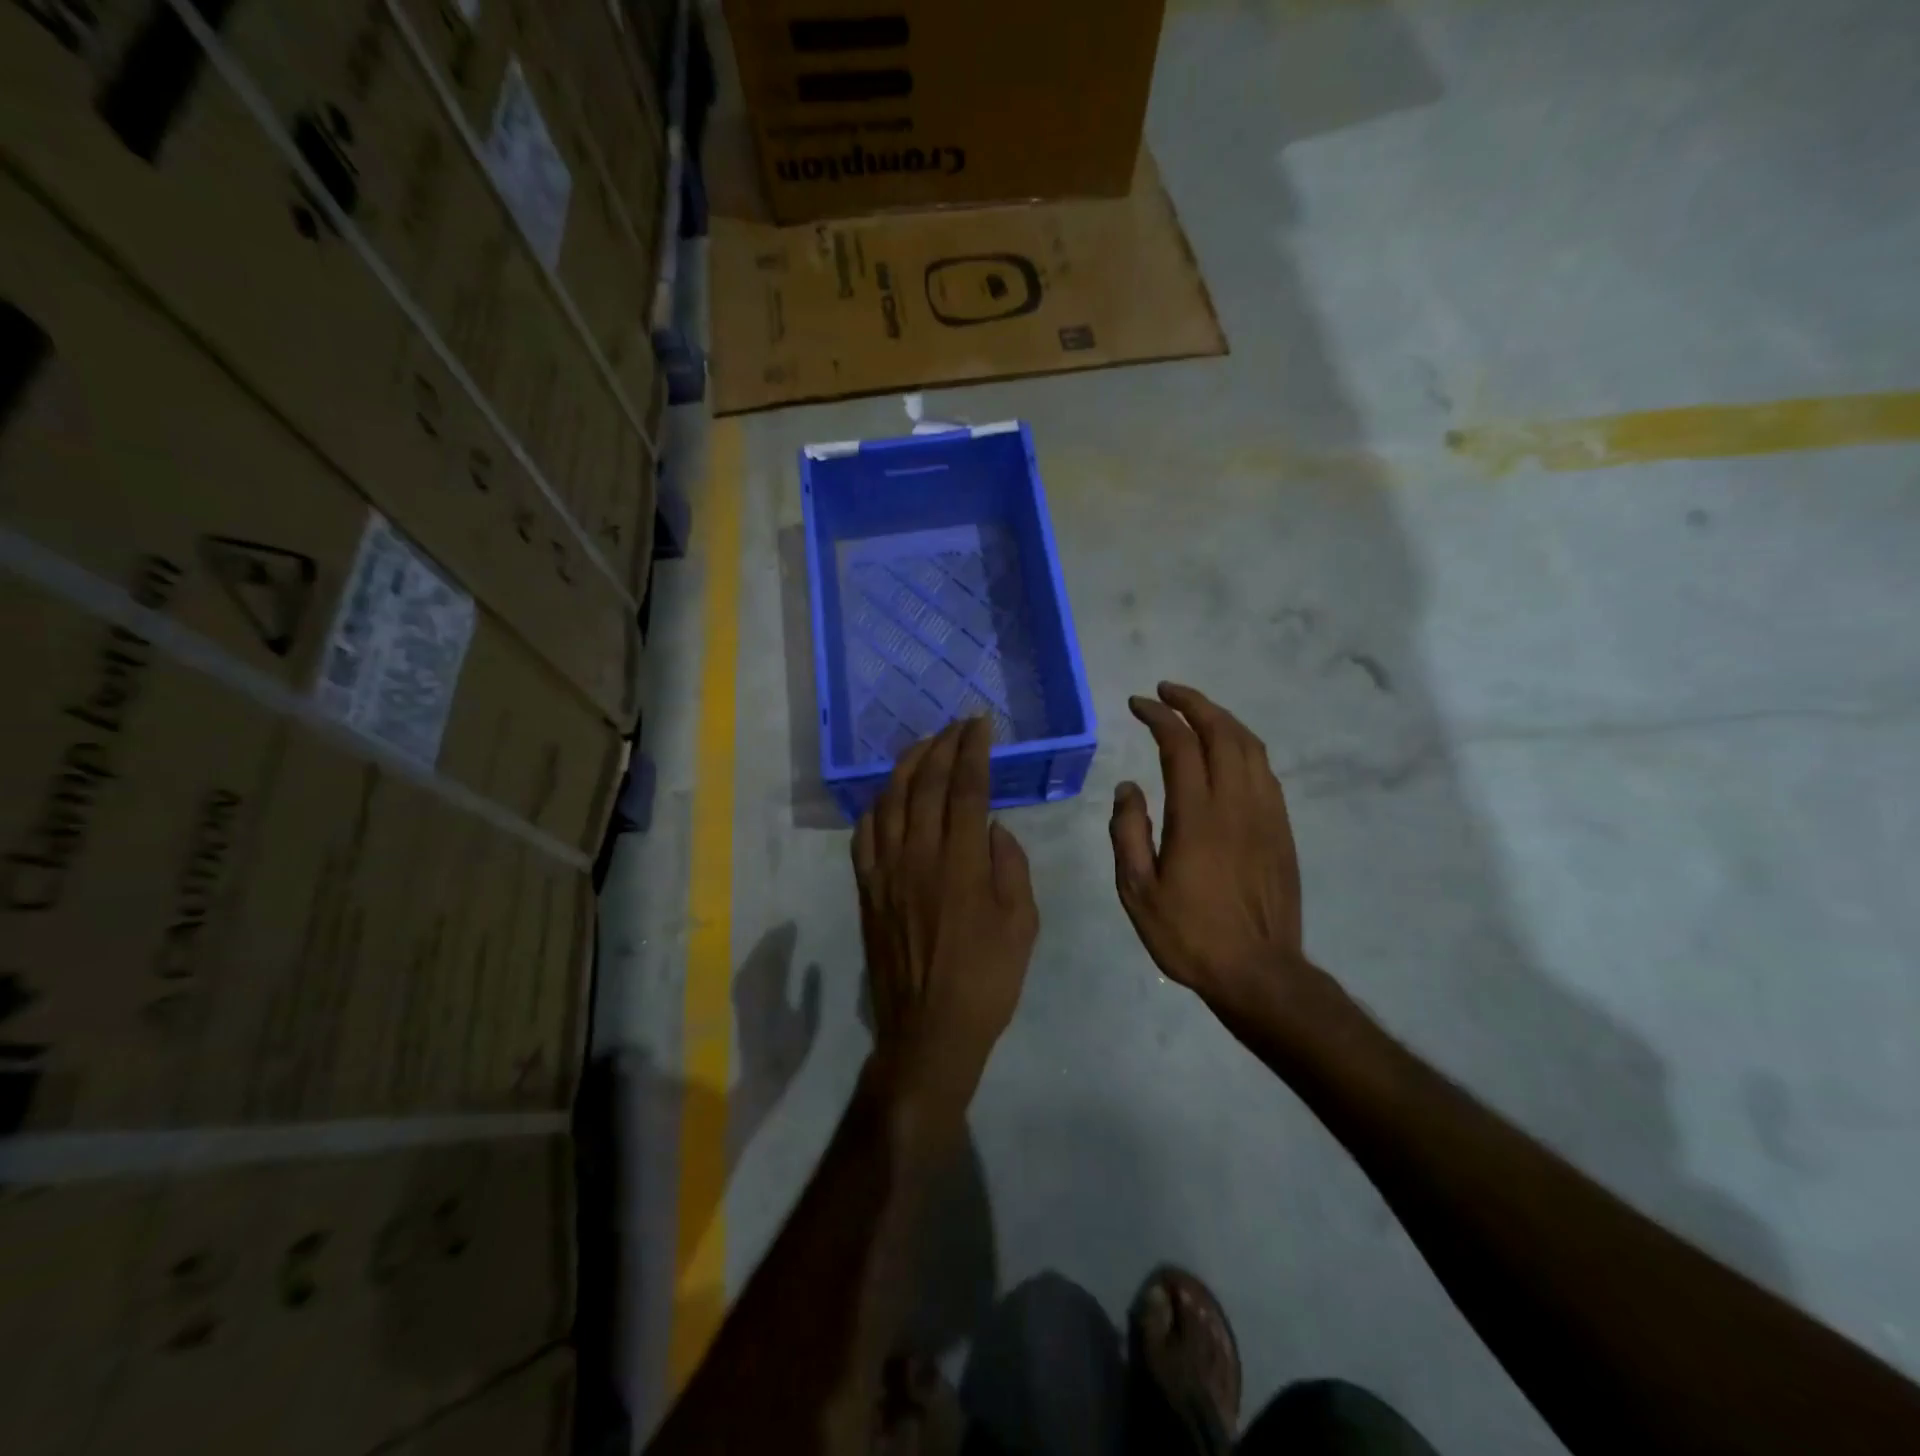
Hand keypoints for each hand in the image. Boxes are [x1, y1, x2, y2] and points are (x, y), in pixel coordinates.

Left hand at [854, 718, 1038, 1136]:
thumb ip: (1010, 866)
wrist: (929, 1030)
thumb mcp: (1022, 924)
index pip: (965, 789)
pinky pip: (864, 835)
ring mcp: (885, 872)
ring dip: (906, 765)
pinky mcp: (866, 889)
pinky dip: (876, 805)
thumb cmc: (986, 980)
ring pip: (889, 801)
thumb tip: (991, 827)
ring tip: (924, 745)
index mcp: (961, 864)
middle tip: (957, 724)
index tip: (981, 725)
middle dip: (942, 746)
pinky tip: (887, 795)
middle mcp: (918, 857)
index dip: (973, 751)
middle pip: (924, 785)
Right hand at [1109, 683, 1305, 1019]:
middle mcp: (1236, 804)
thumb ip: (1127, 832)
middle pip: (1222, 733)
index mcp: (1197, 816)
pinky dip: (1244, 747)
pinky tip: (1228, 752)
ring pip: (1250, 747)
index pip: (1180, 745)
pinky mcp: (1282, 829)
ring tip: (1196, 711)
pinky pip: (1265, 771)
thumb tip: (1128, 787)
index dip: (1159, 717)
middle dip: (1194, 703)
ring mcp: (1266, 814)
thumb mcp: (1137, 891)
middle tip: (1167, 692)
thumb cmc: (1189, 934)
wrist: (1259, 972)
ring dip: (1222, 719)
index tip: (1138, 704)